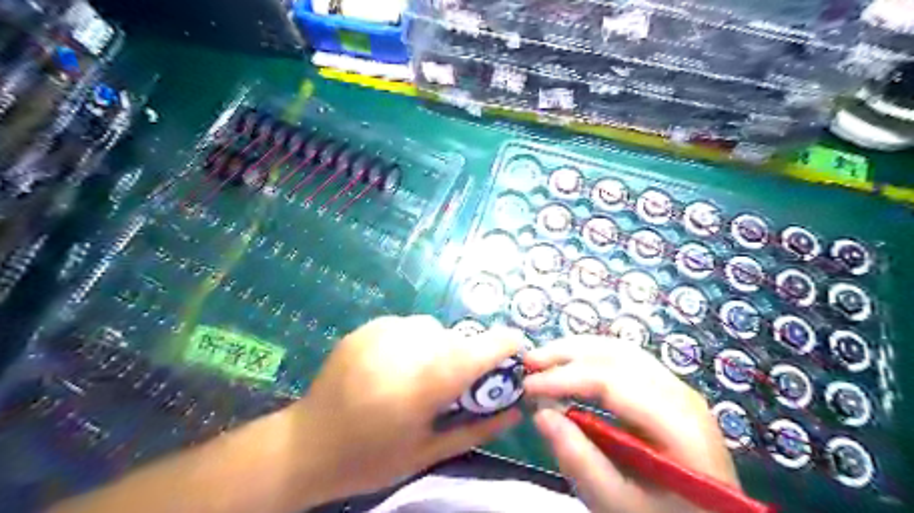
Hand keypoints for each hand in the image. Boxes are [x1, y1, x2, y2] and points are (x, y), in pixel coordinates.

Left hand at [289, 315, 525, 501]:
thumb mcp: (429, 452)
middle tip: (455, 384)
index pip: (477, 351)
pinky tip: (396, 365)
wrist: (306, 445)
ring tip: (421, 375)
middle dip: (467, 357)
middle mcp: (404, 349)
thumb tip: (516, 410)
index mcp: (421, 385)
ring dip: (439, 347)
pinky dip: (414, 341)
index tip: (518, 347)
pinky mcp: (367, 328)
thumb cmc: (370, 458)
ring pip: (433, 329)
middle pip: (456, 339)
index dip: (505, 344)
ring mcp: (381, 333)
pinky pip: (408, 326)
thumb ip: (477, 428)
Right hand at [524, 336, 737, 512]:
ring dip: (577, 350)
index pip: (611, 382)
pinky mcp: (666, 390)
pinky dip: (591, 357)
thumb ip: (579, 460)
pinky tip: (570, 365)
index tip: (527, 386)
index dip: (564, 378)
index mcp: (678, 423)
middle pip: (617, 355)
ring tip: (543, 358)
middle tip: (529, 361)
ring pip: (620, 350)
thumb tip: (540, 413)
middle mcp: (680, 393)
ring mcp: (676, 388)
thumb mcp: (618, 503)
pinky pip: (625, 360)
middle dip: (567, 353)